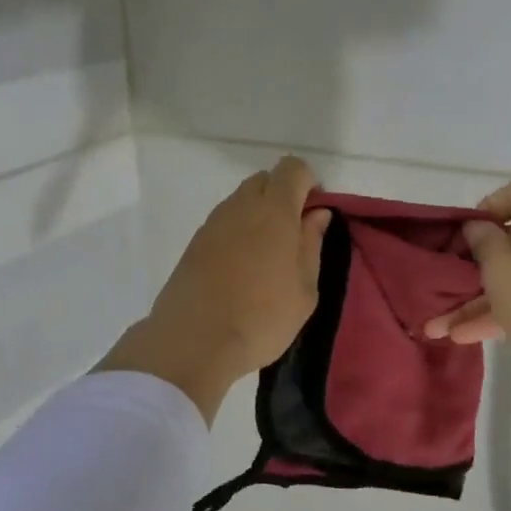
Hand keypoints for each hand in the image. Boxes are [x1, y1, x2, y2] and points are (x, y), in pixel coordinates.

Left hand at [100, 156, 330, 422]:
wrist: (195, 341)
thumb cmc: (263, 317)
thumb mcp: (305, 289)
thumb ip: (312, 245)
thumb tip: (316, 214)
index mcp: (274, 210)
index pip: (293, 169)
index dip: (309, 184)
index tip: (315, 216)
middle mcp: (240, 206)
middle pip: (265, 180)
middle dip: (283, 197)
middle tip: (293, 239)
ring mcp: (212, 223)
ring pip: (241, 202)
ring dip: (259, 217)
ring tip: (267, 259)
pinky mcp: (194, 244)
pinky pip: (224, 224)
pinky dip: (238, 234)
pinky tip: (242, 270)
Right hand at [423, 178, 510, 384]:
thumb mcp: (502, 271)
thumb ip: (484, 244)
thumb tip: (478, 225)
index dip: (487, 206)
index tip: (465, 234)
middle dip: (474, 263)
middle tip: (446, 280)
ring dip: (479, 299)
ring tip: (440, 325)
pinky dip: (501, 314)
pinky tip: (464, 338)